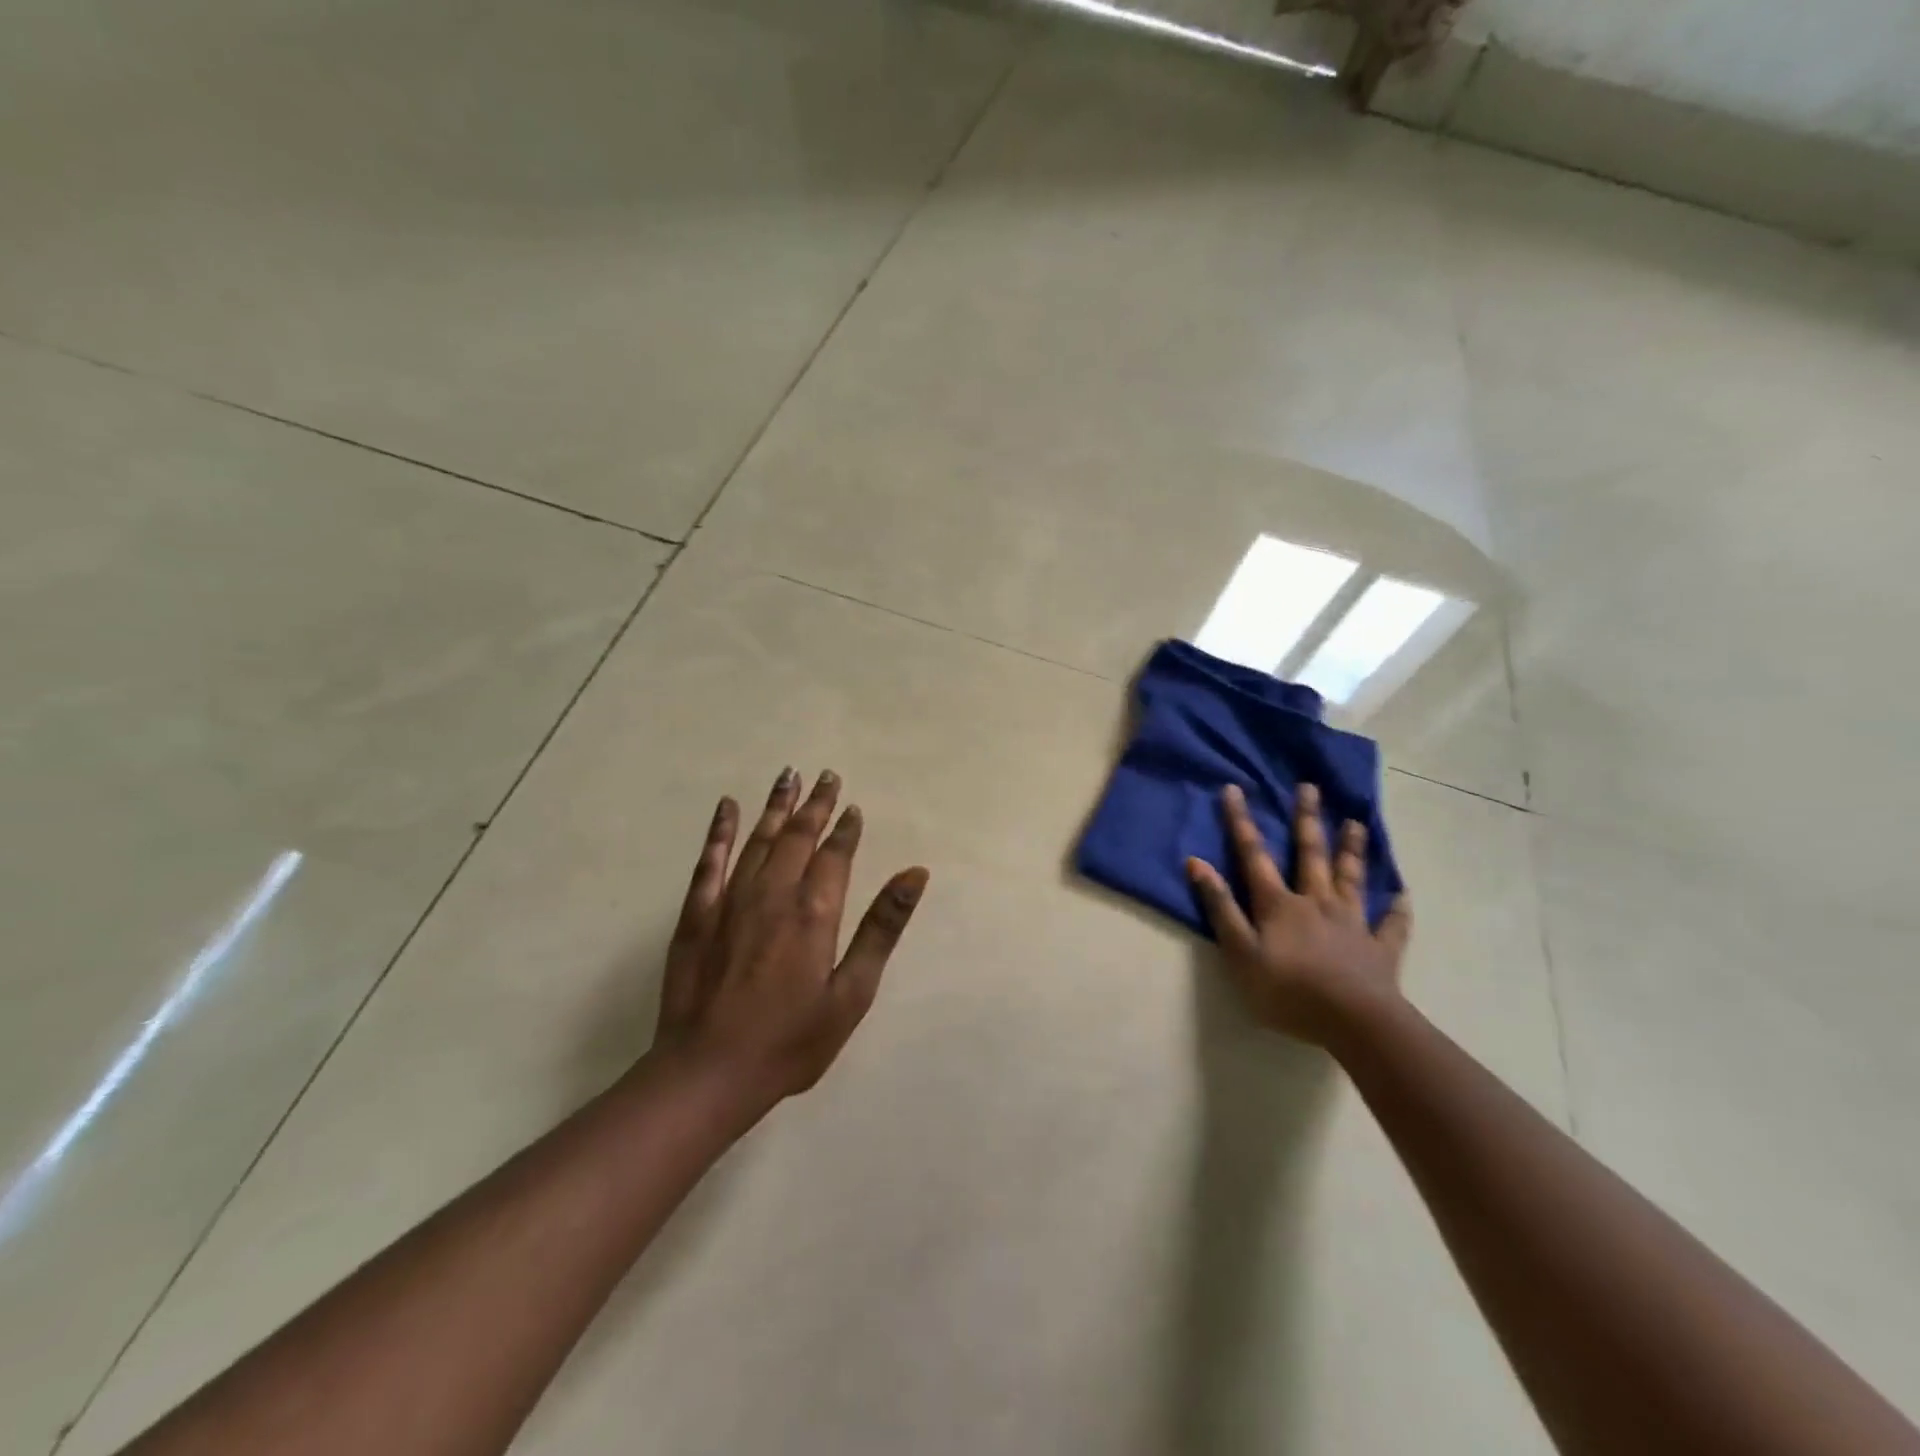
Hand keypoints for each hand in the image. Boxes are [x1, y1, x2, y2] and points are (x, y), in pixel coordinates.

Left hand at [653, 768, 929, 1110]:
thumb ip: (882, 928)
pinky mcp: (696, 915)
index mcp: (814, 912)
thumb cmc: (791, 1040)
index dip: (846, 829)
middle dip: (815, 805)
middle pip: (798, 836)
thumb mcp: (852, 993)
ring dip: (776, 806)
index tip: (853, 806)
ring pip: (759, 840)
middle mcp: (773, 894)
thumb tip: (915, 873)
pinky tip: (728, 808)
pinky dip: (720, 831)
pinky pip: (710, 861)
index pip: (835, 855)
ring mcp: (730, 901)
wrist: (708, 1073)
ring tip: (788, 776)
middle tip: (826, 776)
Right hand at [1186, 782, 1410, 1046]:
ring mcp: (1352, 923)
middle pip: (1310, 854)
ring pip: (1351, 878)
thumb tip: (1196, 863)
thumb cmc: (1288, 990)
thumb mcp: (1240, 952)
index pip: (1254, 855)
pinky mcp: (1379, 948)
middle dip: (1307, 820)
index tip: (1235, 789)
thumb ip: (1220, 907)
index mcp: (1279, 904)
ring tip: (1356, 823)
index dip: (1241, 822)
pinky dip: (1397, 908)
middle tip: (1309, 788)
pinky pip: (1391, 924)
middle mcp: (1316, 902)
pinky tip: (1403, 894)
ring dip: (1352, 849)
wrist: (1354, 1022)